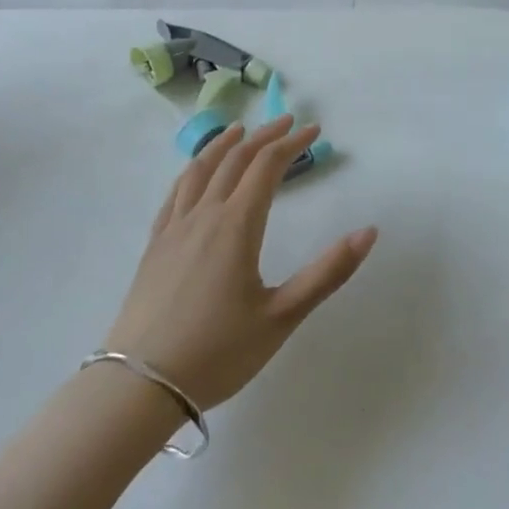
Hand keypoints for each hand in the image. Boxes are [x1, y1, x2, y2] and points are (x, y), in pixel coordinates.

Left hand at [102, 117, 377, 410]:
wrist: (139, 386)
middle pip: (234, 160)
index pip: (266, 166)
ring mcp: (173, 229)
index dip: (291, 143)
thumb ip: (328, 272)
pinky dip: (192, 171)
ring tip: (238, 131)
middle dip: (263, 137)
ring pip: (198, 170)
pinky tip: (195, 176)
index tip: (313, 130)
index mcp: (236, 226)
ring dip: (222, 145)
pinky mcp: (154, 247)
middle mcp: (203, 216)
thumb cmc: (218, 352)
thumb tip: (369, 232)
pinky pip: (175, 193)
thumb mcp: (282, 316)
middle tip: (287, 123)